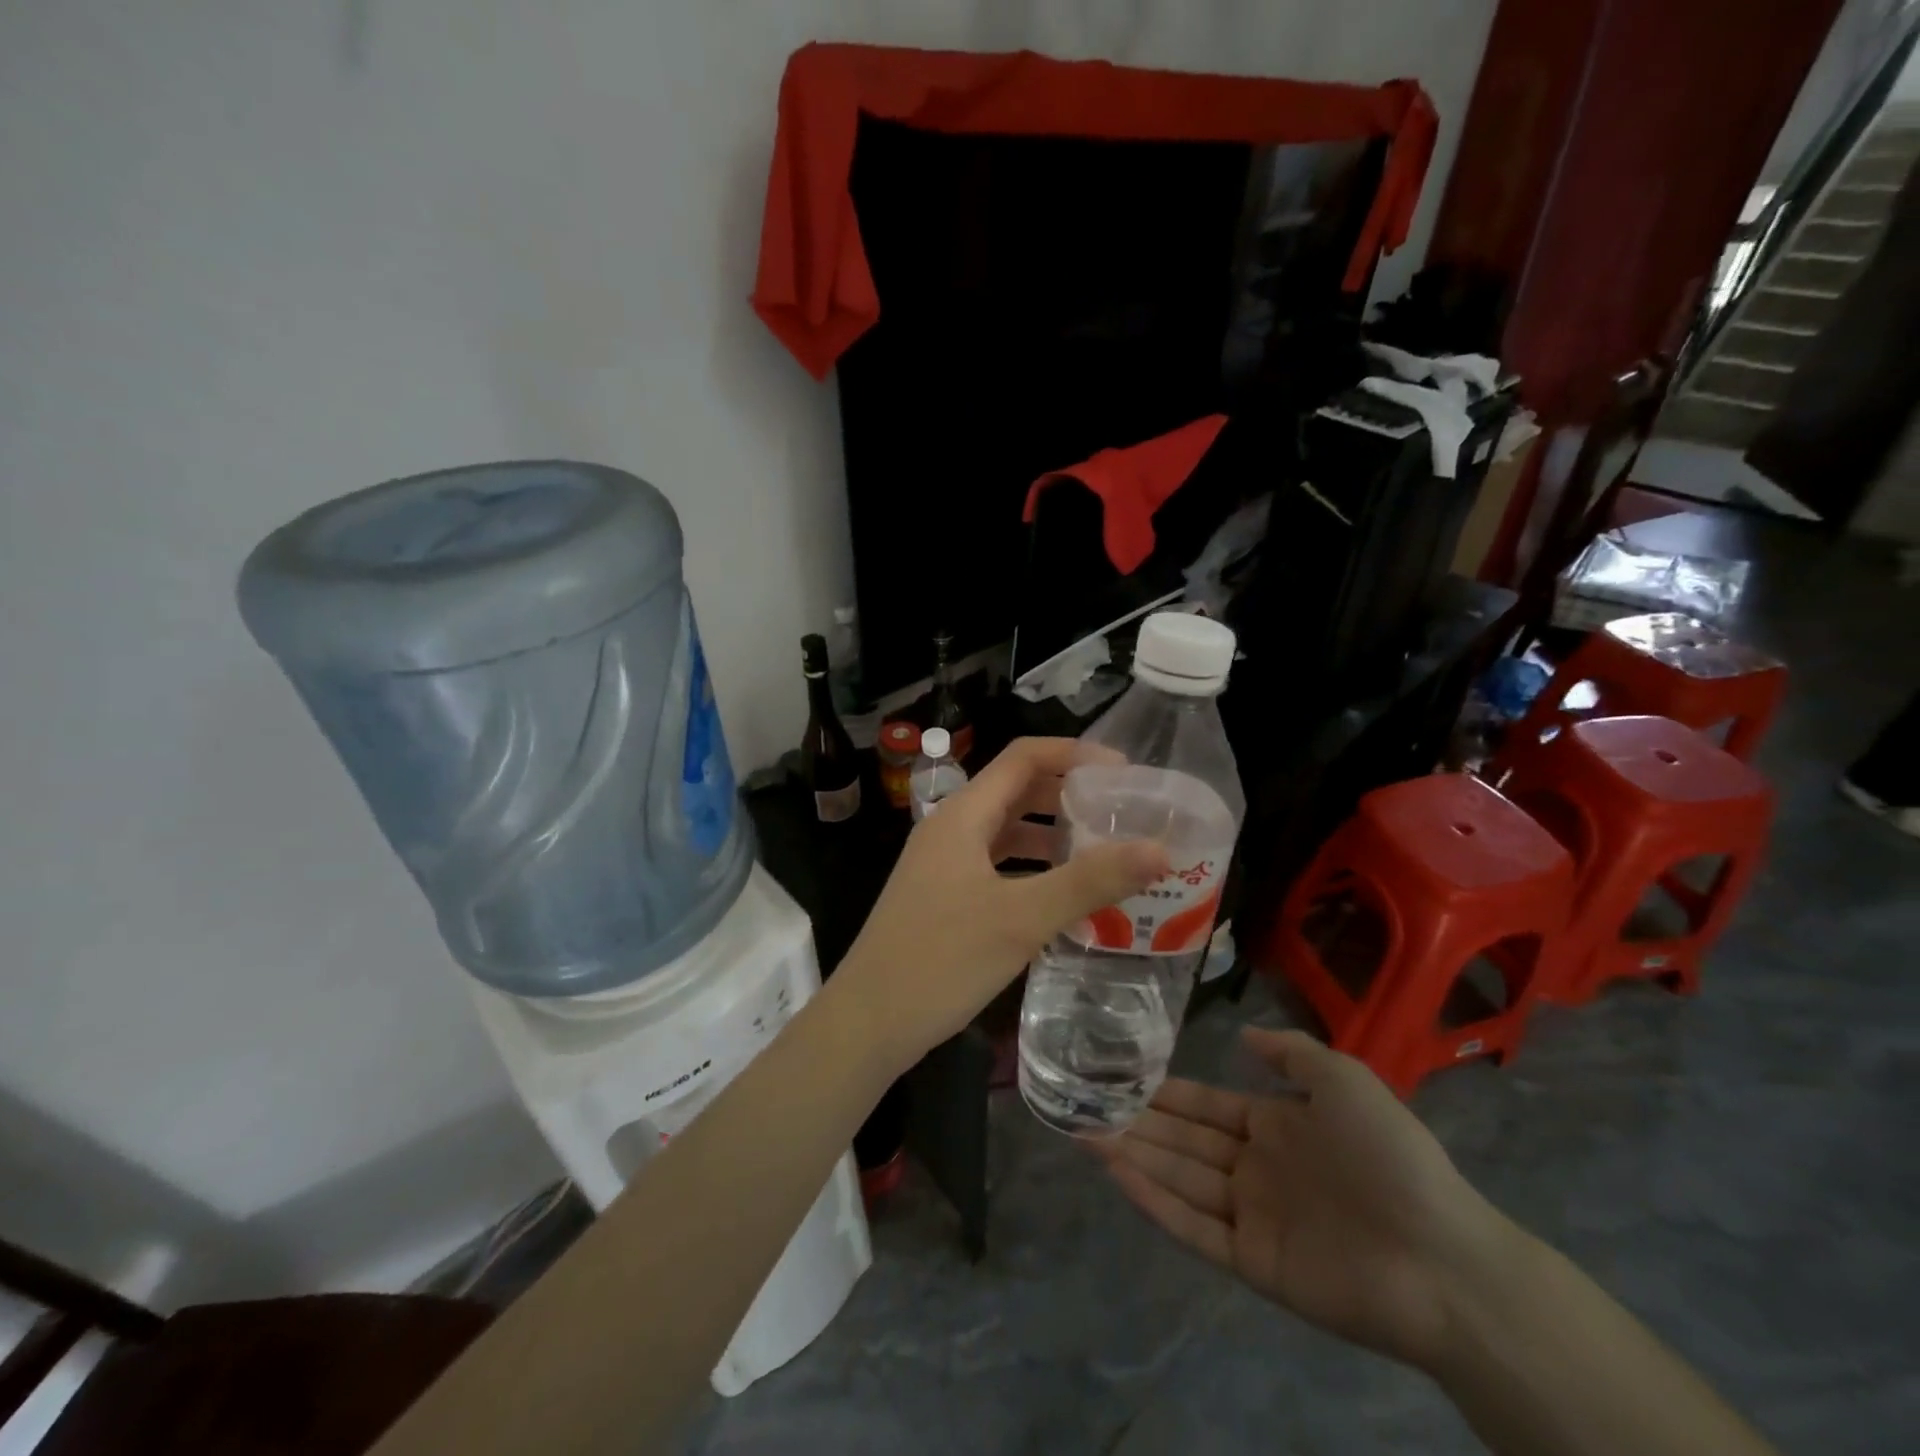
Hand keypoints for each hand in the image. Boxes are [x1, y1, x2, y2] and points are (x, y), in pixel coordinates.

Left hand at [832, 737, 1167, 1071]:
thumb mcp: (1021, 919)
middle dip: (1068, 794)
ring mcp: (943, 863)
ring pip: (1006, 831)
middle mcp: (951, 828)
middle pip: (1016, 790)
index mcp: (963, 815)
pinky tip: (1062, 894)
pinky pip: (997, 864)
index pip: (1023, 757)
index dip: (1074, 753)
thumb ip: (1090, 881)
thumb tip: (1160, 850)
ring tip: (1104, 851)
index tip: (1124, 773)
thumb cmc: (940, 960)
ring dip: (1052, 834)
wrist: (867, 1022)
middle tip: (1121, 813)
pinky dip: (1032, 868)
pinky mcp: (943, 895)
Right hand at [1100, 1027, 1514, 1372]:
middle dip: (1135, 1122)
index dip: (1164, 1093)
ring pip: (1179, 1179)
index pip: (1205, 1105)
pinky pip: (1194, 1227)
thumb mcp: (1343, 1078)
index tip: (1120, 1077)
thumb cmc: (1390, 1155)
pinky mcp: (1252, 1262)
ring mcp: (1252, 1217)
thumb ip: (1291, 1052)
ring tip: (1083, 1133)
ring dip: (1133, 1156)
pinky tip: (1119, 1174)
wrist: (1442, 1258)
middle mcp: (1255, 1168)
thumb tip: (1243, 1033)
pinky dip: (1155, 1202)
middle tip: (1083, 1104)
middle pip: (1182, 1141)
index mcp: (1276, 1126)